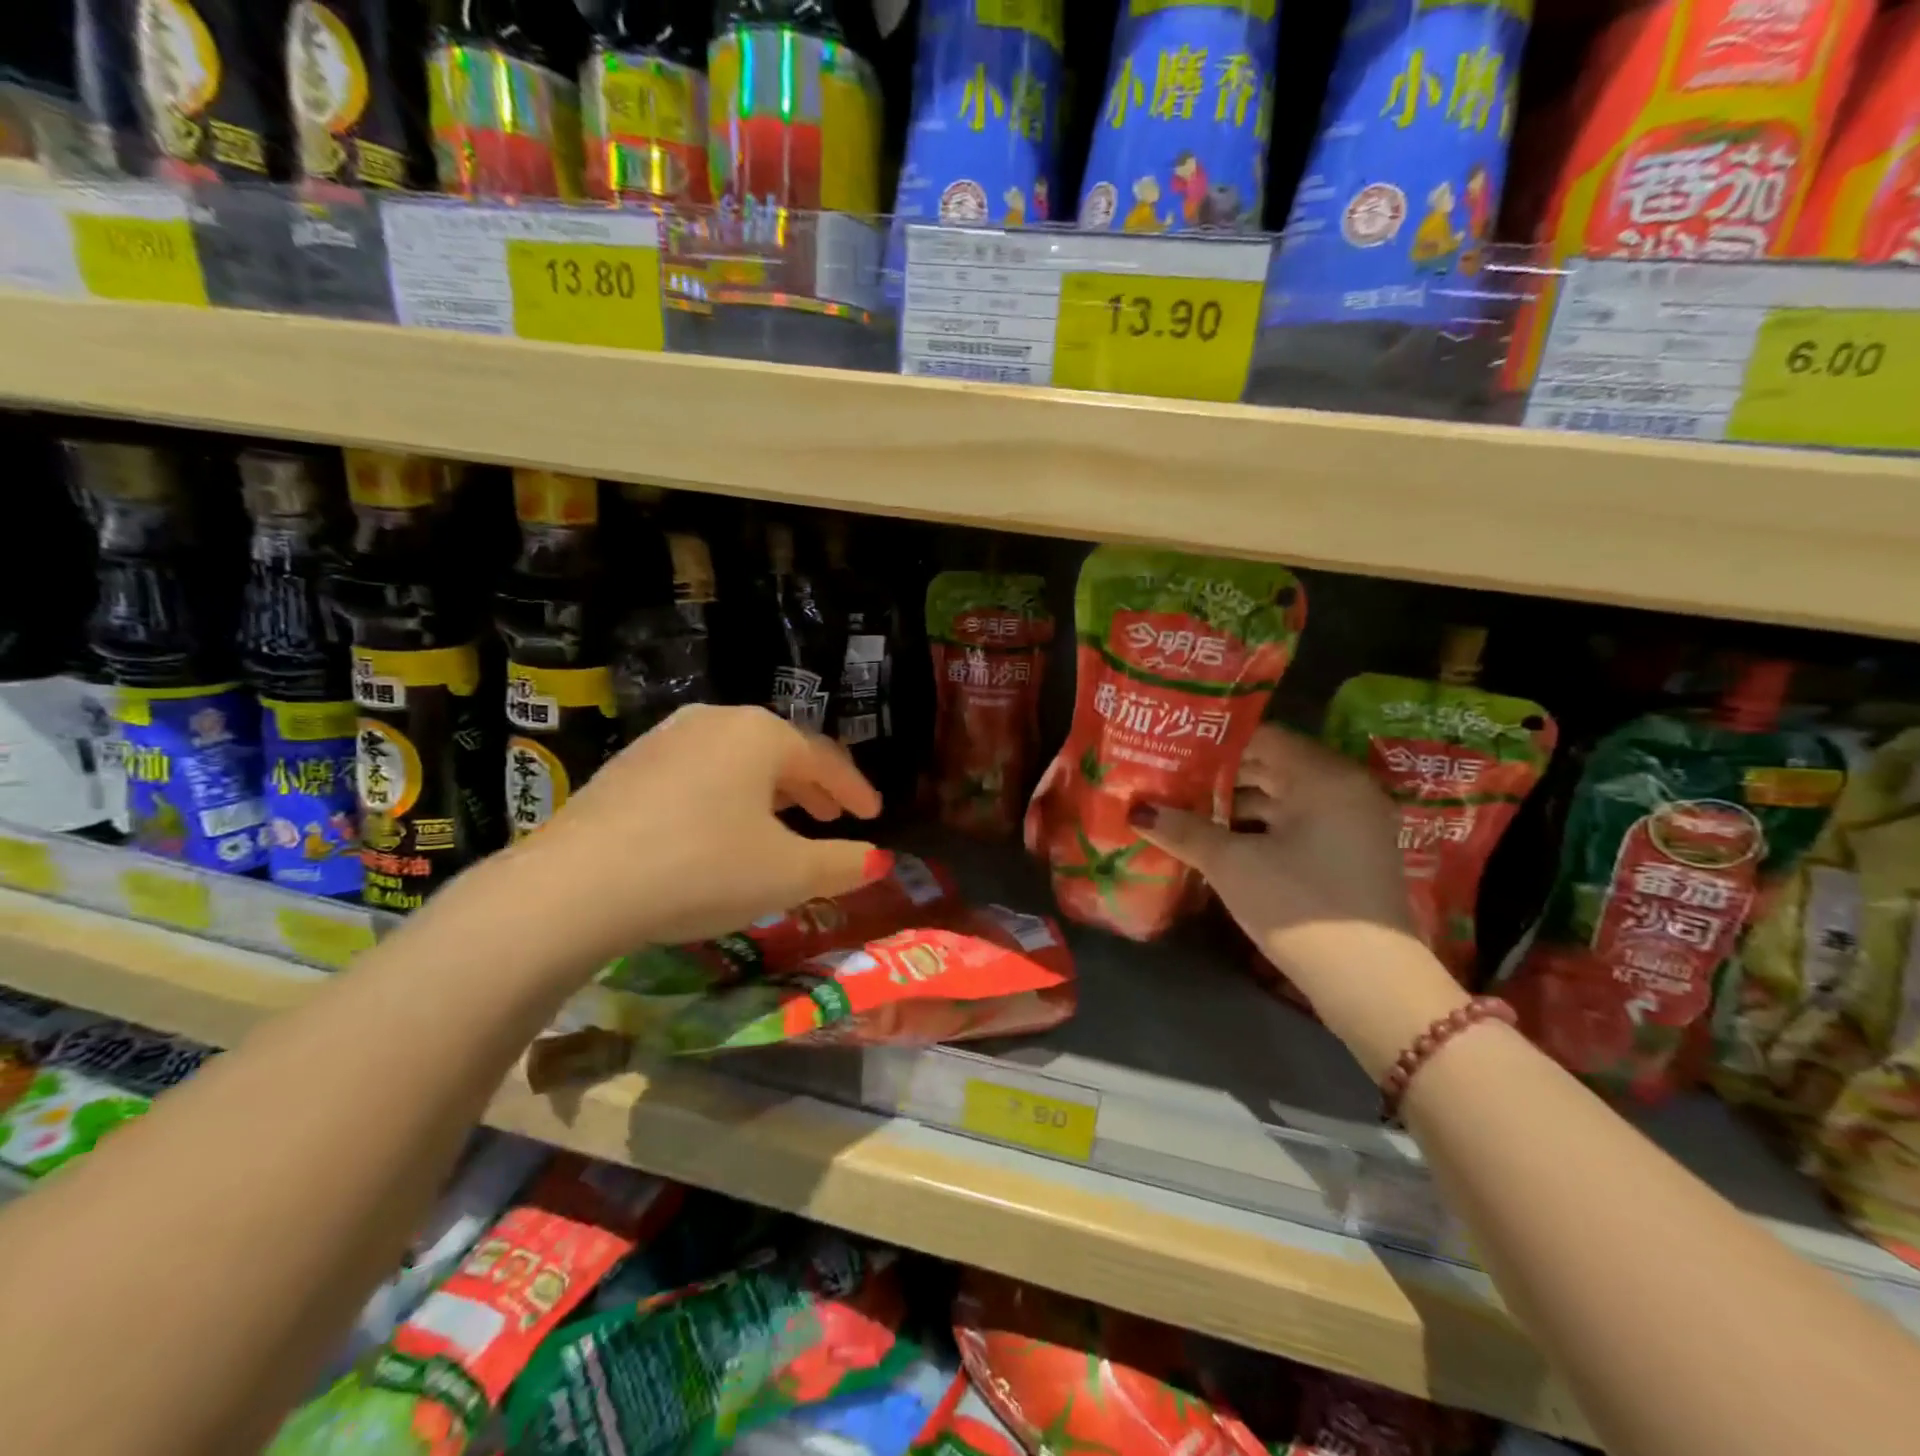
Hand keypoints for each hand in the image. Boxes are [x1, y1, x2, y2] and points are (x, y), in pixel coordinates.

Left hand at [487, 705, 886, 961]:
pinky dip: (725, 798)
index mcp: (760, 734)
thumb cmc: (702, 867)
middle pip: (779, 753)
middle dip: (811, 788)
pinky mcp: (626, 767)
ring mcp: (663, 740)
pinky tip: (719, 830)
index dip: (855, 790)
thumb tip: (878, 861)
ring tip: (781, 824)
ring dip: (768, 792)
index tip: (875, 815)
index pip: (826, 758)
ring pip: (735, 762)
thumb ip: (842, 864)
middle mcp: (713, 721)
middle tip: (832, 817)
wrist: (575, 886)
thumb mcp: (787, 874)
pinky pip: (697, 776)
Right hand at [1128, 725, 1464, 1072]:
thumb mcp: (1232, 865)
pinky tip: (1219, 839)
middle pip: (1272, 766)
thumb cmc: (1299, 905)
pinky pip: (1297, 824)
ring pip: (1283, 798)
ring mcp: (1352, 823)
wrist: (1370, 982)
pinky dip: (1260, 827)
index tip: (1173, 749)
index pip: (1261, 738)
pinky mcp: (1349, 854)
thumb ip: (1184, 830)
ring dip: (1236, 805)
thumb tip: (1137, 810)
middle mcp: (1345, 789)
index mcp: (1323, 776)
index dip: (1214, 744)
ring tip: (1185, 809)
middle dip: (1219, 777)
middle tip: (1170, 778)